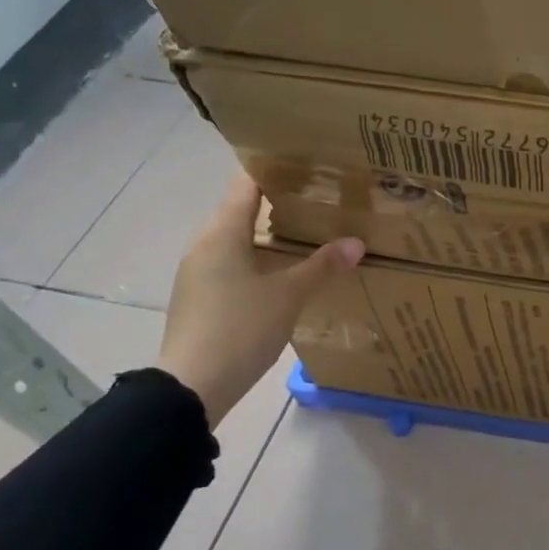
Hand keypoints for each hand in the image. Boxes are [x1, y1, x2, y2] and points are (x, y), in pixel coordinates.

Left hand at [157, 174, 364, 424]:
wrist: (191, 386)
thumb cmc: (239, 328)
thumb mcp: (288, 295)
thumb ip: (322, 266)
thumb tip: (357, 242)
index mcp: (222, 233)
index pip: (246, 184)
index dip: (274, 169)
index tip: (307, 163)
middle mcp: (205, 245)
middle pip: (242, 210)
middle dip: (280, 203)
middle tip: (322, 199)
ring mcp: (199, 272)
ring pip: (239, 240)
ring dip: (271, 235)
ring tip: (312, 233)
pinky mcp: (202, 298)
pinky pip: (234, 264)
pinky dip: (261, 259)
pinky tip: (286, 272)